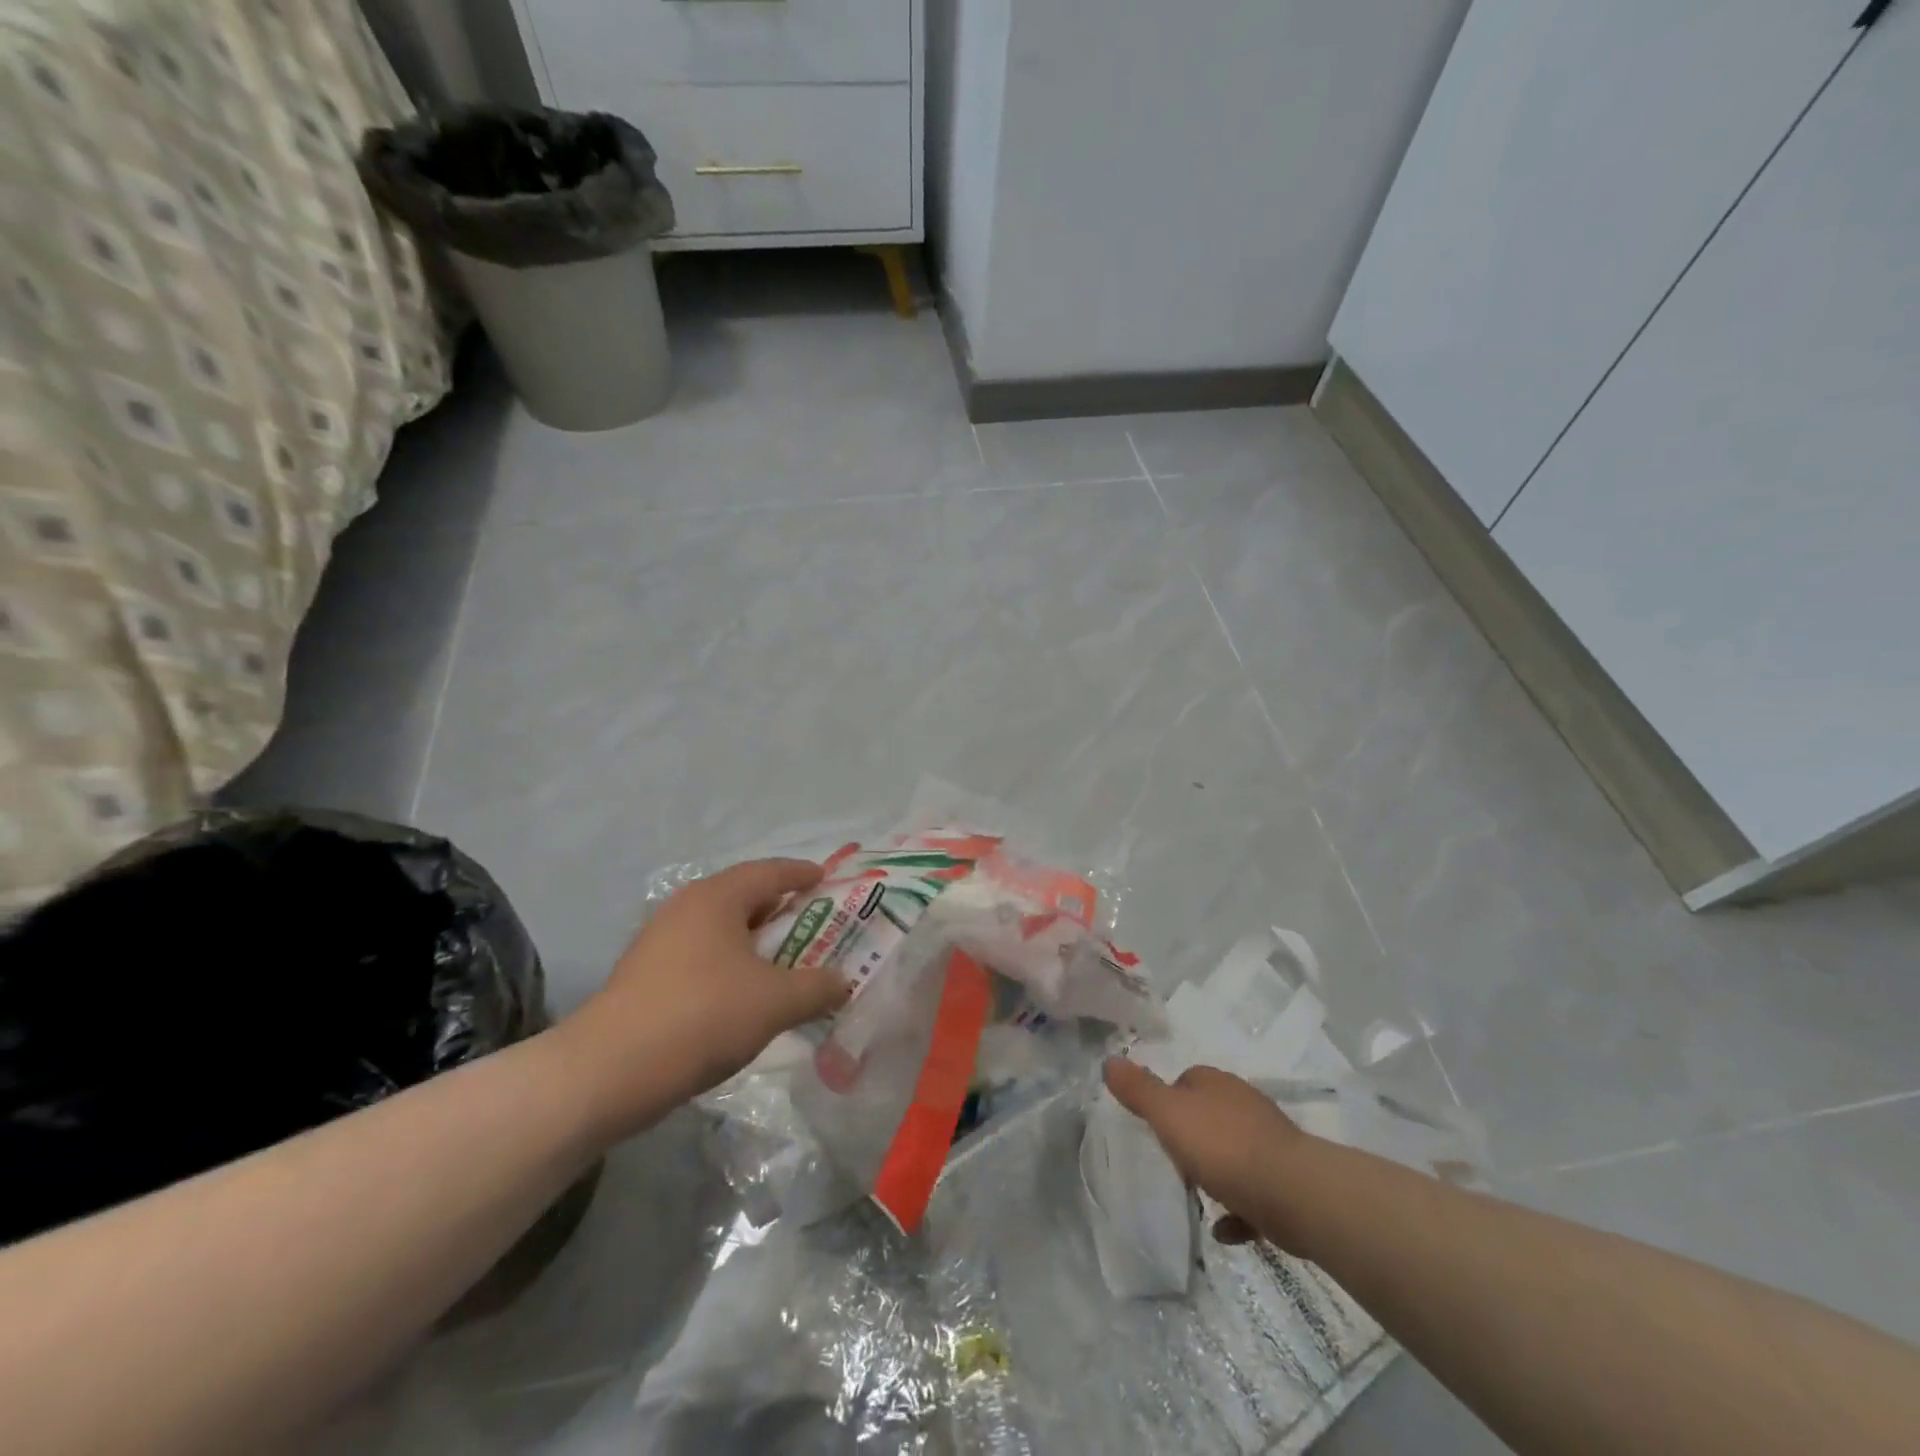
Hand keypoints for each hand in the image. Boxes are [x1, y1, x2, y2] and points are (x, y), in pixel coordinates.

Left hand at [560, 860, 850, 1138]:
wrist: (607, 1072)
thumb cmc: (701, 1016)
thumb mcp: (775, 1002)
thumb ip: (817, 987)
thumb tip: (842, 981)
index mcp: (717, 898)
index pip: (769, 871)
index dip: (801, 873)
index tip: (826, 878)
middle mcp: (686, 908)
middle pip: (743, 897)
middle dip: (780, 909)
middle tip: (814, 924)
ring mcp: (659, 942)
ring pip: (720, 930)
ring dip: (755, 942)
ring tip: (785, 962)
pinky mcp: (645, 976)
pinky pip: (702, 956)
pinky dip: (731, 965)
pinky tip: (744, 995)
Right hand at [1104, 1059, 1310, 1248]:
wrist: (1293, 1193)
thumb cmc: (1223, 1148)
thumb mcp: (1169, 1115)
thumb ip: (1139, 1090)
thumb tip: (1109, 1060)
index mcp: (1215, 1084)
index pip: (1185, 1080)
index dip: (1169, 1102)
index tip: (1159, 1129)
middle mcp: (1243, 1104)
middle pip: (1209, 1115)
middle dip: (1192, 1138)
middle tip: (1176, 1164)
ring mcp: (1268, 1141)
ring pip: (1233, 1151)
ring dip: (1216, 1172)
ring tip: (1198, 1196)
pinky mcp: (1285, 1179)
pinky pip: (1253, 1192)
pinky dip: (1238, 1209)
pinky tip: (1224, 1229)